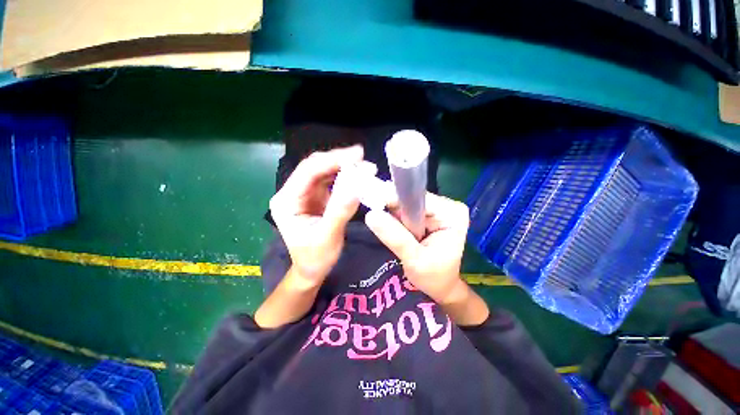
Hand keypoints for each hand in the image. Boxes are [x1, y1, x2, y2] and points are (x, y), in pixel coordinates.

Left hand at [269, 146, 363, 287]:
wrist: (312, 269)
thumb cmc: (315, 258)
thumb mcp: (328, 237)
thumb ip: (340, 211)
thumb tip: (357, 186)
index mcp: (287, 201)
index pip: (308, 172)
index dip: (332, 160)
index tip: (356, 155)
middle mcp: (293, 193)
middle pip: (315, 167)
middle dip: (339, 160)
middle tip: (363, 158)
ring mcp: (305, 194)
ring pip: (324, 172)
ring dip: (344, 167)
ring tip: (365, 167)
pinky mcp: (317, 197)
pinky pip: (331, 181)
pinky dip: (345, 177)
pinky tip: (358, 176)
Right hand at [365, 193, 488, 324]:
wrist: (440, 287)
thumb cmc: (433, 278)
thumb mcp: (414, 260)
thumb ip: (395, 237)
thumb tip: (371, 215)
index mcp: (452, 214)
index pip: (417, 199)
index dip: (394, 202)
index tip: (373, 206)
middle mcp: (446, 207)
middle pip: (411, 200)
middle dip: (393, 210)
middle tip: (375, 220)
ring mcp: (437, 210)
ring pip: (406, 204)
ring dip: (393, 215)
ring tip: (381, 225)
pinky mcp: (428, 215)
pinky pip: (406, 211)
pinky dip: (396, 219)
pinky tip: (389, 226)